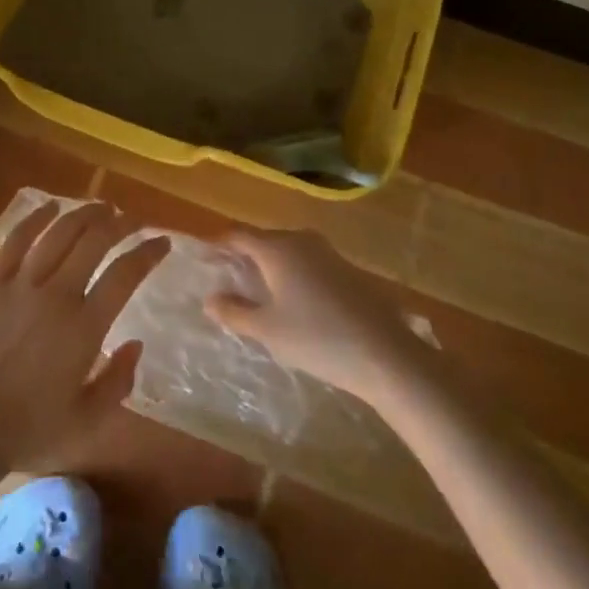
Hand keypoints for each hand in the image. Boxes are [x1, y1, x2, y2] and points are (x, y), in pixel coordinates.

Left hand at [0, 201, 168, 474]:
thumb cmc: (26, 428)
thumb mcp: (85, 424)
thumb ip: (118, 383)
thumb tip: (136, 344)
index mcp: (84, 329)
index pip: (125, 275)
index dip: (147, 253)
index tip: (162, 242)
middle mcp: (57, 295)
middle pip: (94, 241)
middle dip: (120, 224)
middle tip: (133, 220)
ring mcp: (21, 282)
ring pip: (59, 232)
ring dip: (84, 214)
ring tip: (102, 207)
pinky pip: (16, 238)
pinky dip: (36, 217)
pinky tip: (51, 206)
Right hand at [204, 227, 415, 399]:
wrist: (386, 354)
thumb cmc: (317, 338)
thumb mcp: (268, 330)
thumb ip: (234, 312)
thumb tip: (210, 298)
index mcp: (277, 248)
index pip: (238, 235)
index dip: (217, 245)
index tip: (202, 259)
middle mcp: (301, 240)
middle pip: (263, 240)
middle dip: (243, 255)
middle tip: (226, 278)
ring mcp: (328, 252)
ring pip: (287, 251)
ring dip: (268, 265)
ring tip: (256, 290)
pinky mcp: (347, 269)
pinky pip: (307, 262)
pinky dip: (291, 273)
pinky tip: (293, 300)